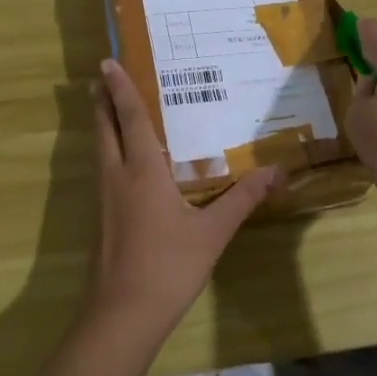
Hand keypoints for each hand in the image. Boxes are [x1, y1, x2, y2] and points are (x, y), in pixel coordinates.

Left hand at [86, 58, 280, 342]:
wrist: (123, 313)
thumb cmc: (169, 265)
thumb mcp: (213, 232)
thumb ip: (243, 199)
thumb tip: (277, 172)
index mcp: (142, 171)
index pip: (130, 118)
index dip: (120, 88)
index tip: (108, 62)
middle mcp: (116, 176)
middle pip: (104, 128)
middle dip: (102, 100)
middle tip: (102, 76)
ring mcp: (104, 199)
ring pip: (99, 150)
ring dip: (101, 124)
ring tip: (107, 108)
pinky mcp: (100, 219)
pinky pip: (101, 171)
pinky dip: (107, 151)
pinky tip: (120, 163)